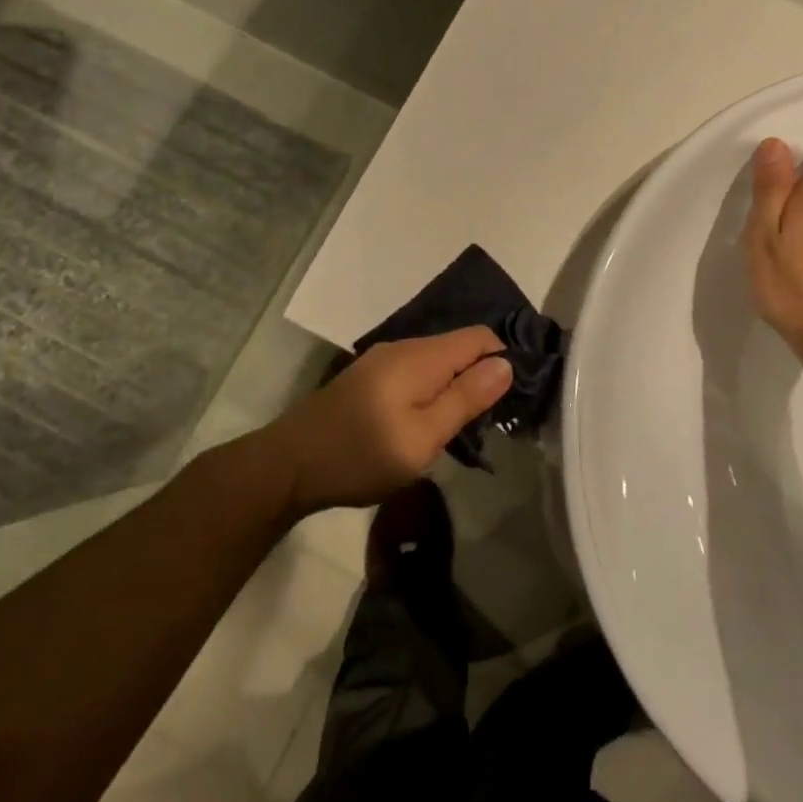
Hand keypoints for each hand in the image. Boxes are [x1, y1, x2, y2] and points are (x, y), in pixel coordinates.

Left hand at [260, 327, 513, 514]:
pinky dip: (432, 391)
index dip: (504, 361)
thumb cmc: (360, 455)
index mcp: (420, 356)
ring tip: (463, 427)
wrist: (288, 465)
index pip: (480, 336)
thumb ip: (465, 398)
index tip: (513, 400)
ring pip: (437, 361)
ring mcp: (382, 361)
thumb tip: (506, 364)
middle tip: (491, 422)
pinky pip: (416, 373)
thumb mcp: (422, 437)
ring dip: (455, 386)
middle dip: (480, 376)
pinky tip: (428, 422)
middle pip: (459, 347)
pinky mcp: (368, 378)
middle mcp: (403, 347)